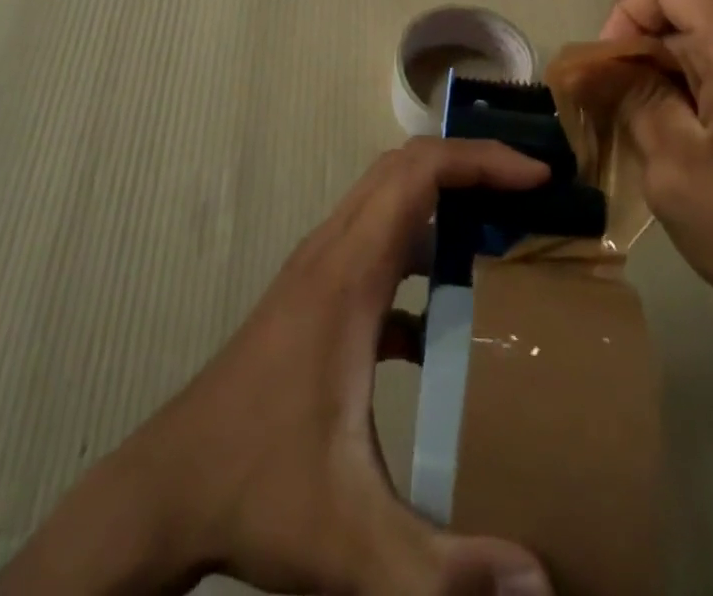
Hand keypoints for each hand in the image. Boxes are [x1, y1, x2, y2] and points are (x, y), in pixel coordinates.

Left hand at [0, 139, 555, 595]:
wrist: (170, 487)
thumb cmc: (258, 489)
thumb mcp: (355, 540)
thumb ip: (446, 569)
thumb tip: (542, 586)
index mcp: (347, 274)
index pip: (416, 175)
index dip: (479, 160)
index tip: (537, 175)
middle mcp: (332, 253)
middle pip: (404, 169)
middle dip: (470, 164)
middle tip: (531, 191)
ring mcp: (319, 271)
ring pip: (387, 199)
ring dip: (443, 200)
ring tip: (502, 232)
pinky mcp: (315, 299)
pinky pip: (376, 246)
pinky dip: (418, 250)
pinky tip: (446, 318)